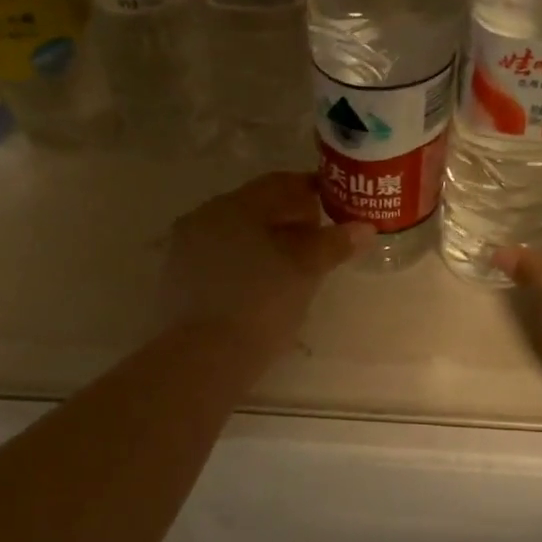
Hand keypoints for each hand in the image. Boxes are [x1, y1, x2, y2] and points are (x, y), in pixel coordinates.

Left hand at [162, 172, 366, 364]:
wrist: (204, 357)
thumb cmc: (260, 304)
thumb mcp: (305, 271)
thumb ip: (333, 244)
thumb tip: (364, 228)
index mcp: (235, 205)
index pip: (279, 184)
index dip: (311, 192)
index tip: (334, 209)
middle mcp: (204, 217)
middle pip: (256, 208)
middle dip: (290, 220)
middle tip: (319, 242)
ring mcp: (185, 249)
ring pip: (236, 234)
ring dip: (266, 243)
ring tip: (294, 268)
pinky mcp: (178, 280)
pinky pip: (220, 259)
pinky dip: (244, 264)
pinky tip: (261, 287)